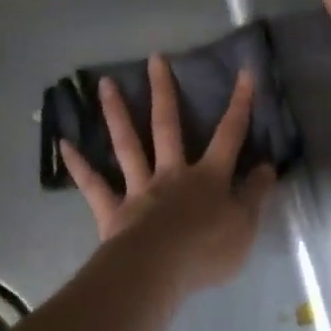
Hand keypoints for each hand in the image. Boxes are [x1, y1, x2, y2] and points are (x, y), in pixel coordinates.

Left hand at [59, 56, 276, 295]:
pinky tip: (64, 144)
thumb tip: (266, 166)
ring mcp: (140, 189)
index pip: (229, 135)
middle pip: (167, 126)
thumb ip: (255, 195)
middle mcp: (172, 174)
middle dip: (163, 92)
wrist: (159, 271)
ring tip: (104, 83)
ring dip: (116, 113)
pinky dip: (79, 165)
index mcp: (208, 177)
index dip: (239, 105)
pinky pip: (94, 185)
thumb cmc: (207, 250)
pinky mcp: (114, 211)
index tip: (244, 73)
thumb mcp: (245, 226)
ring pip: (128, 144)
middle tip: (154, 60)